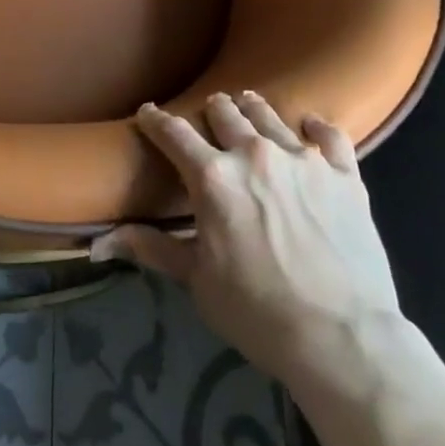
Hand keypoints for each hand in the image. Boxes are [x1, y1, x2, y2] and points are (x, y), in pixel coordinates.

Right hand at [91, 93, 400, 382]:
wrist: (343, 339)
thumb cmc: (258, 312)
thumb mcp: (197, 281)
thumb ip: (153, 248)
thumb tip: (100, 240)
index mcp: (213, 177)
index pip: (173, 133)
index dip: (155, 119)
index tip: (148, 113)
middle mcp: (254, 154)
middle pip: (224, 111)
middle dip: (210, 111)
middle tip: (208, 117)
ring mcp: (303, 160)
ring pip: (269, 115)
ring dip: (252, 109)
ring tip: (247, 106)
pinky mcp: (345, 175)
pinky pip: (329, 135)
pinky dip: (315, 128)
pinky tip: (309, 128)